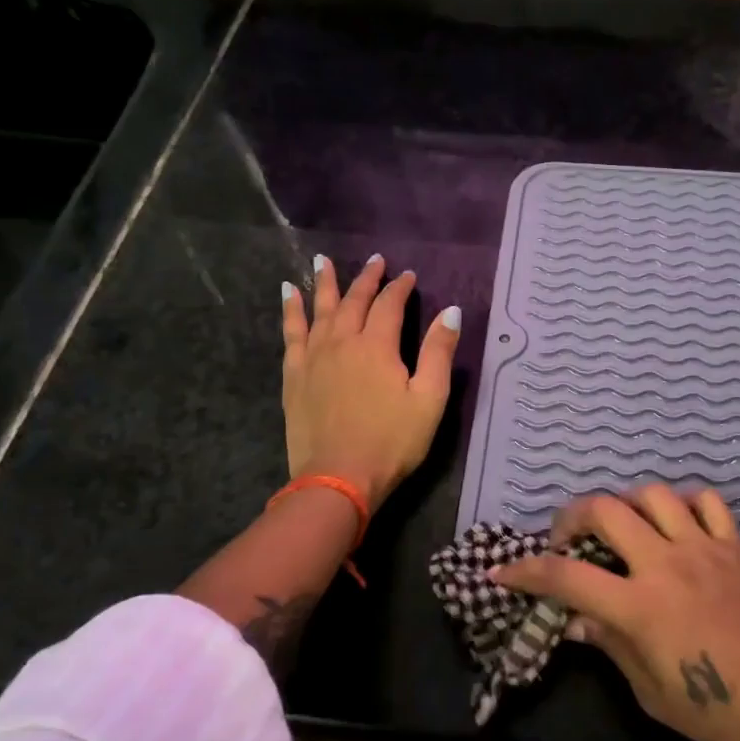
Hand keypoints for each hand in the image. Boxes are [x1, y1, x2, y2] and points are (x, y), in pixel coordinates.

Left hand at [280, 253, 460, 509]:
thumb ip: (439, 352)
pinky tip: (287, 293)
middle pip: (354, 301)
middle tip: (375, 260)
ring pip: (320, 310)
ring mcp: (314, 357)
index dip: (400, 288)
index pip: (389, 305)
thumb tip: (451, 311)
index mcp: (377, 346)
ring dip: (324, 284)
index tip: (408, 275)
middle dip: (367, 278)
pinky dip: (291, 311)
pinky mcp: (295, 375)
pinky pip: (291, 333)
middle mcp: (343, 342)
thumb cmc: (392, 442)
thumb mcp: (429, 399)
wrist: (338, 479)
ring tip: (322, 261)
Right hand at [493, 485, 739, 740]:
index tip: (502, 572)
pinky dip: (685, 504)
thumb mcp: (653, 695)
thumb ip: (612, 647)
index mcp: (641, 606)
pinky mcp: (735, 545)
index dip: (527, 572)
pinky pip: (707, 502)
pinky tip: (678, 525)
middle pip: (605, 510)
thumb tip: (577, 620)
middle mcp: (666, 563)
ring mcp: (704, 547)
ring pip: (653, 494)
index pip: (567, 576)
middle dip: (573, 518)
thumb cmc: (722, 712)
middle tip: (566, 542)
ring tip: (622, 528)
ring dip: (627, 504)